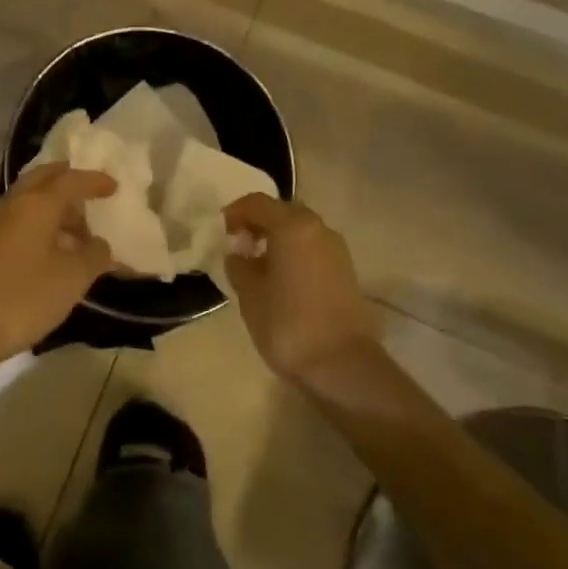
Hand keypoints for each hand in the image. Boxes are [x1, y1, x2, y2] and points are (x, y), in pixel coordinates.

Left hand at [0, 163, 116, 374]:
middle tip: (89, 194)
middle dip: (67, 182)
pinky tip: (47, 251)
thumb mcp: (72, 279)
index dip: (94, 181)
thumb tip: (100, 245)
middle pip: (42, 180)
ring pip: (26, 201)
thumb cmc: (22, 298)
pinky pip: (15, 221)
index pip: (70, 180)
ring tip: (75, 232)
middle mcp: (10, 204)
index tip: (113, 186)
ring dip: (51, 207)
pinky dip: (36, 224)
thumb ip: (94, 256)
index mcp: (36, 204)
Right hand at [223, 194, 376, 381]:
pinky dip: (294, 252)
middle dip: (258, 223)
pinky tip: (281, 278)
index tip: (221, 232)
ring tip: (258, 264)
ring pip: (300, 230)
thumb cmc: (288, 324)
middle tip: (238, 245)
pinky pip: (313, 248)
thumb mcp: (249, 294)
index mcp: (292, 226)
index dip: (235, 213)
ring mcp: (337, 249)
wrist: (342, 365)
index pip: (257, 203)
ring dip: (277, 238)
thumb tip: (239, 254)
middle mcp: (318, 228)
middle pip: (282, 212)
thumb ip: (239, 266)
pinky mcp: (346, 271)